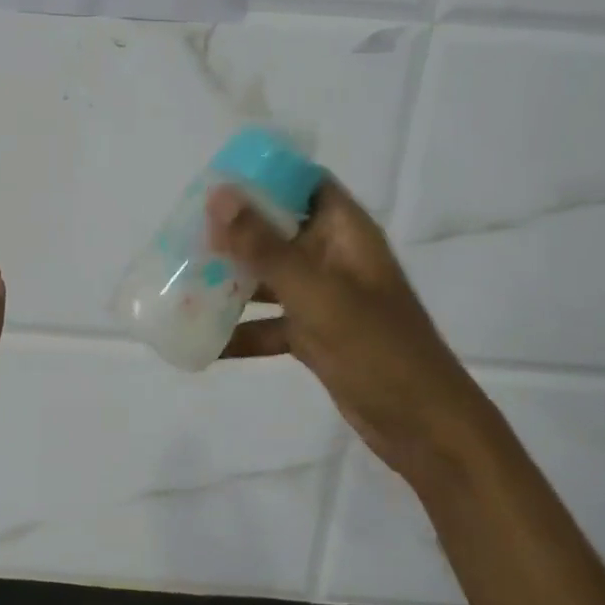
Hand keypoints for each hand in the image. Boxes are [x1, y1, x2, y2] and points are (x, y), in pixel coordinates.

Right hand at [208, 179, 502, 484]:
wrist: (423, 427)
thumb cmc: (376, 348)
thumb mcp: (315, 293)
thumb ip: (264, 246)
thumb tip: (218, 195)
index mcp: (346, 234)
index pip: (305, 184)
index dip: (265, 177)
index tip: (216, 181)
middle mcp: (334, 259)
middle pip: (279, 230)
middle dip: (235, 232)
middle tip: (185, 234)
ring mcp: (325, 299)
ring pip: (270, 278)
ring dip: (232, 280)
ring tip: (182, 280)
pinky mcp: (316, 336)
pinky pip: (271, 324)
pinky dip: (243, 331)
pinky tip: (202, 341)